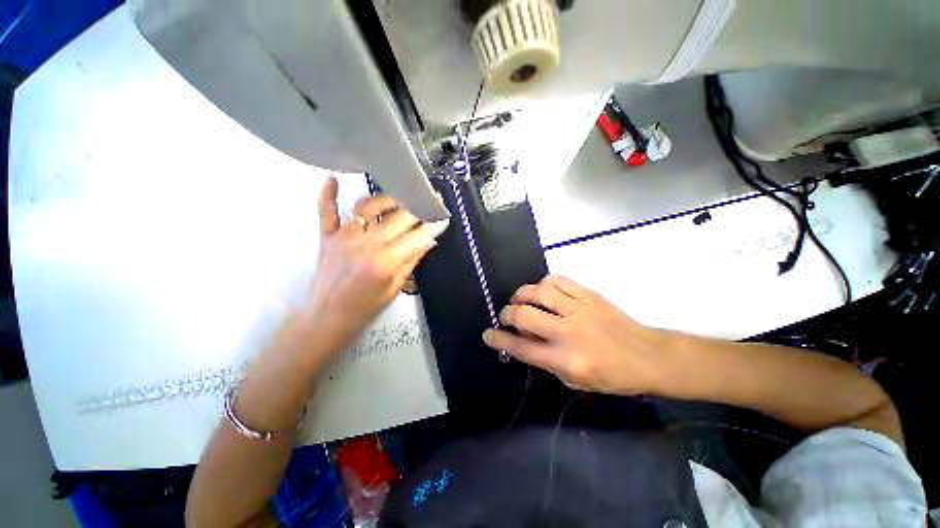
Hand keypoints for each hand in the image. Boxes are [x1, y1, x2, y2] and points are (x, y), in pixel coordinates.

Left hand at [306, 176, 448, 346]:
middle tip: (431, 202)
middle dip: (418, 208)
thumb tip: (428, 241)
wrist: (328, 317)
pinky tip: (333, 179)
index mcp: (385, 261)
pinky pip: (326, 210)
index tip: (443, 217)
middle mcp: (365, 243)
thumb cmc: (365, 308)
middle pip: (398, 217)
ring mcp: (343, 237)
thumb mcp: (395, 288)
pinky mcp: (327, 236)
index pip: (416, 236)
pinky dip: (329, 194)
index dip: (433, 225)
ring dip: (388, 199)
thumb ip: (411, 260)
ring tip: (402, 197)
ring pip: (368, 207)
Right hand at [482, 276, 667, 394]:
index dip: (499, 340)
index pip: (521, 348)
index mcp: (565, 360)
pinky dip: (543, 284)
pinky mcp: (588, 294)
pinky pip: (557, 280)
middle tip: (506, 316)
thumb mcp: (574, 381)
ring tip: (520, 300)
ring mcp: (578, 309)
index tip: (488, 334)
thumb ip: (545, 362)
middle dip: (507, 314)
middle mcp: (568, 332)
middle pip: (524, 314)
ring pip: (538, 291)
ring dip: (521, 294)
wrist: (647, 356)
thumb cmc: (611, 376)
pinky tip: (542, 290)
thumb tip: (523, 340)